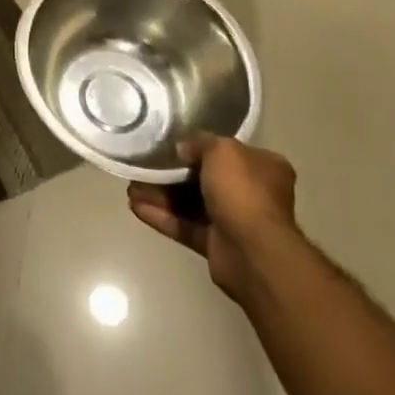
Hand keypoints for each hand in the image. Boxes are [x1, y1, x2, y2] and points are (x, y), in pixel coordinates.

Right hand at [128, 135, 297, 303]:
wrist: (253, 251)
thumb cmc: (243, 192)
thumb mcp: (222, 150)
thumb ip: (200, 143)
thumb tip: (183, 148)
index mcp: (263, 167)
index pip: (229, 152)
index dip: (200, 148)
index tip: (173, 146)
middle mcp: (252, 193)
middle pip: (204, 179)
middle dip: (172, 175)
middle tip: (144, 167)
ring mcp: (234, 221)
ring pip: (191, 204)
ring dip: (162, 196)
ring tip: (131, 189)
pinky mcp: (216, 245)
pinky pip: (185, 226)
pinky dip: (163, 217)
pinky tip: (136, 208)